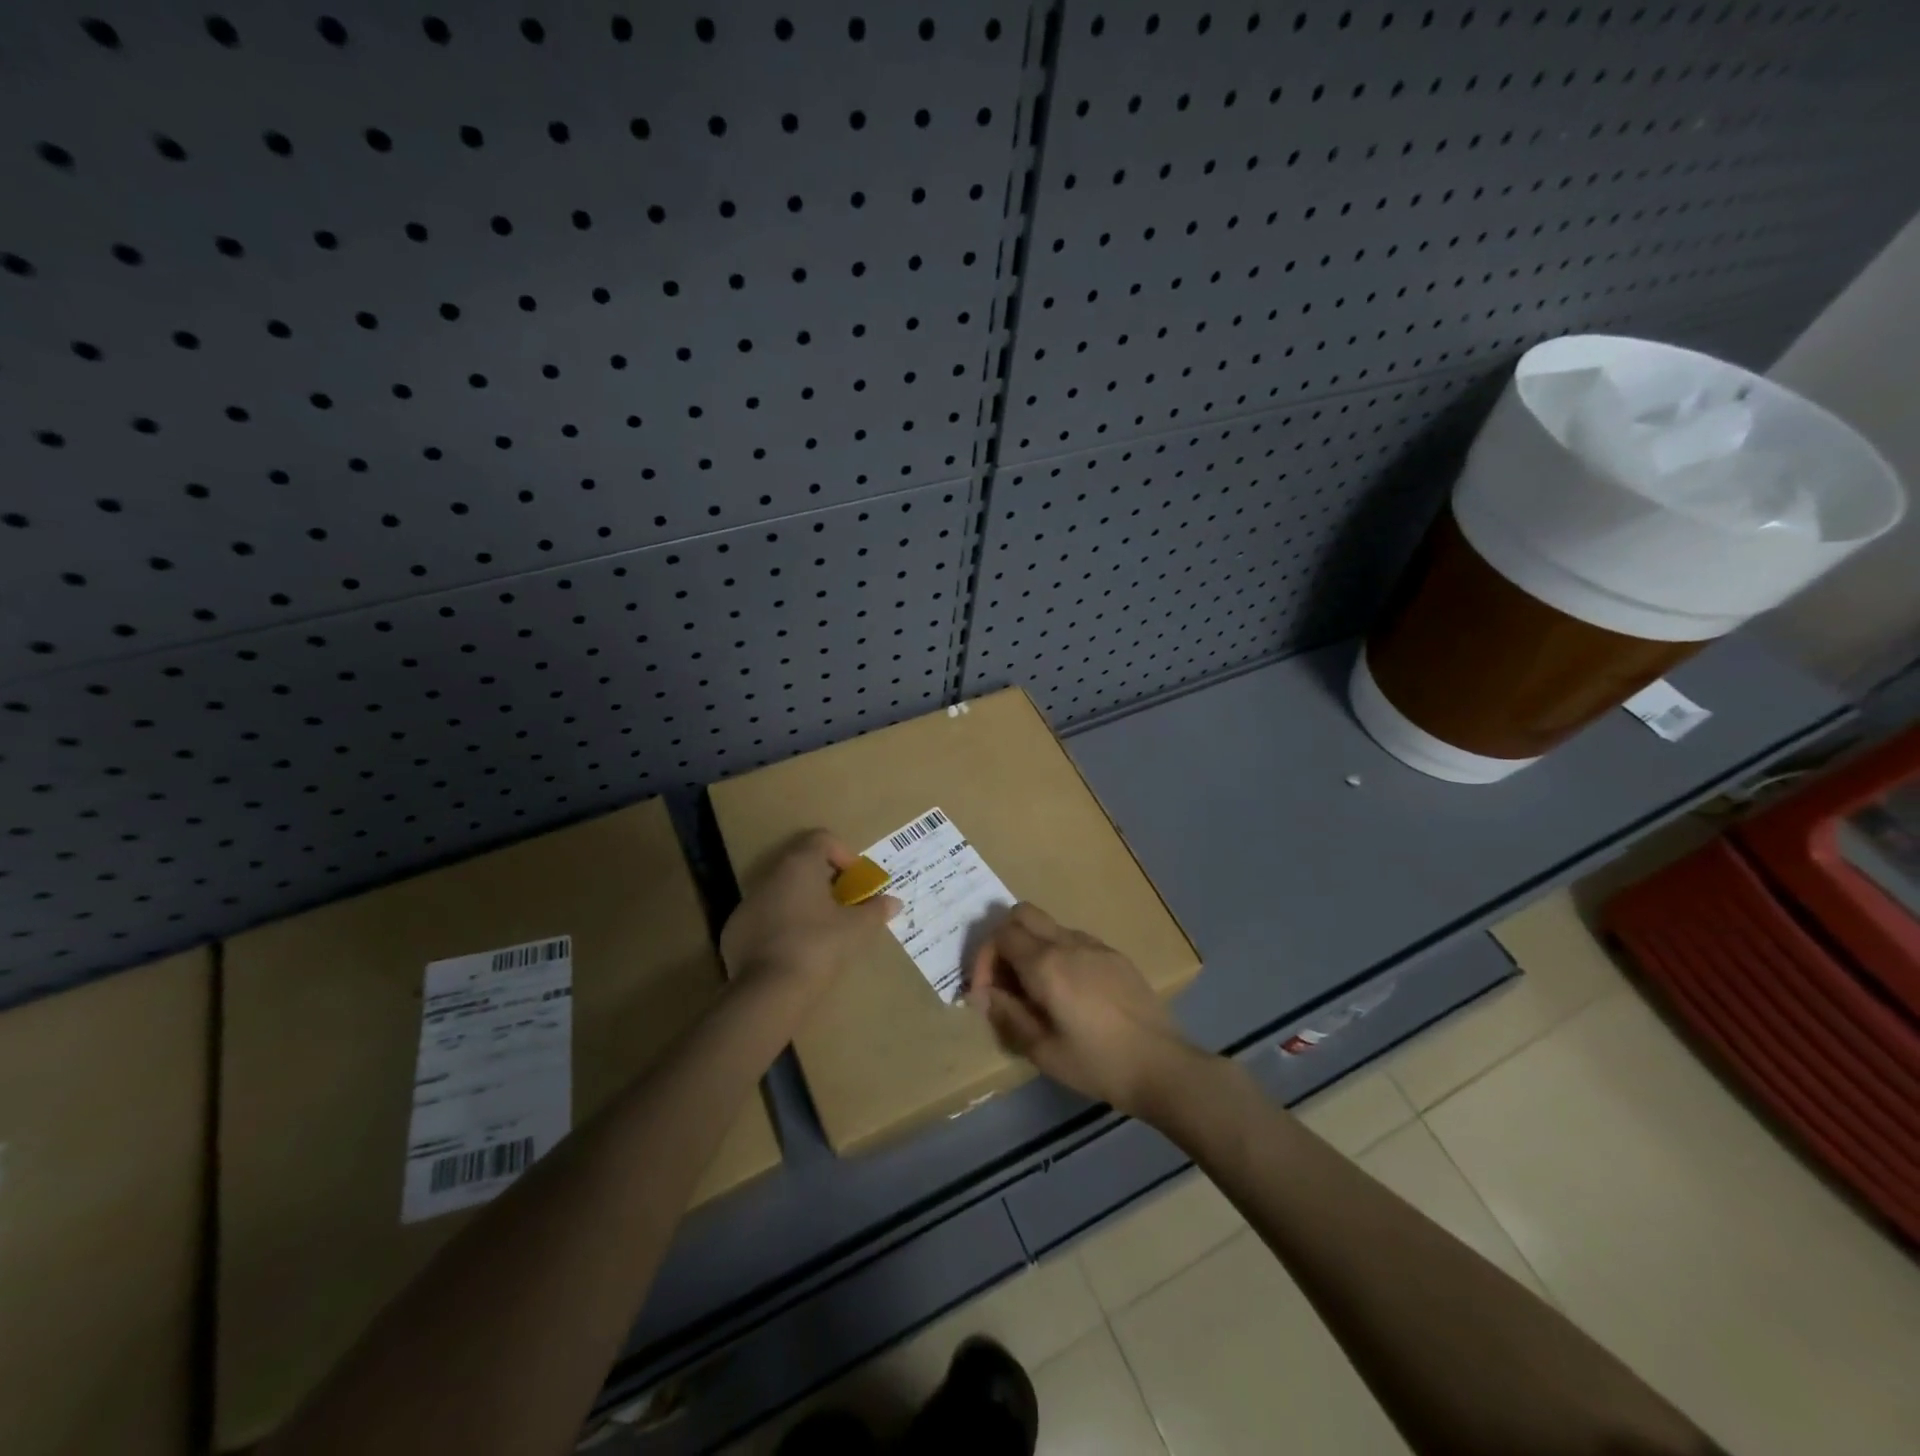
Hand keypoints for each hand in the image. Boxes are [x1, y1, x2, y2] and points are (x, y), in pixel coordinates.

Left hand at [721, 829, 900, 991]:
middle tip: (844, 906)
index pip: (822, 839)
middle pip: (801, 864)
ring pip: (781, 891)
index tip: (856, 882)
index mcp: (799, 864)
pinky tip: (793, 952)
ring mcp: (748, 902)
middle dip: (825, 882)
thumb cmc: (819, 946)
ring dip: (802, 903)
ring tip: (821, 931)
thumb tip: (894, 902)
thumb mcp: (857, 928)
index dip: (844, 855)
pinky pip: (764, 918)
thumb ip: (876, 910)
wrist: (768, 991)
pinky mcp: (734, 930)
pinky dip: (781, 926)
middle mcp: (770, 875)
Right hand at [968, 903, 1202, 1117]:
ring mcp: (1096, 945)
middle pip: (1023, 914)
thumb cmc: (1097, 1063)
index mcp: (1046, 963)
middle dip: (1004, 939)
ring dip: (1032, 946)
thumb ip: (1008, 1015)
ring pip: (1050, 925)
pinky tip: (1068, 991)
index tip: (984, 993)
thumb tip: (985, 994)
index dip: (983, 959)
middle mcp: (1068, 943)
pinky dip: (1058, 953)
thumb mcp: (1042, 1050)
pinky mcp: (1116, 955)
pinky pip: (1075, 940)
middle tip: (1004, 979)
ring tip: (1034, 989)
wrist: (1161, 1065)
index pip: (1000, 935)